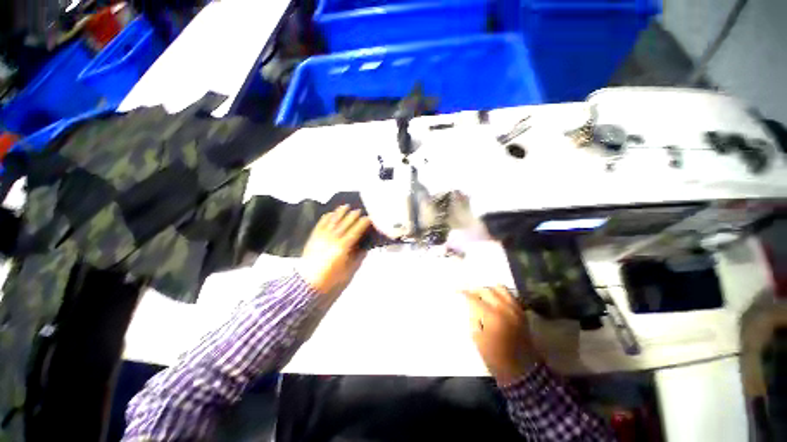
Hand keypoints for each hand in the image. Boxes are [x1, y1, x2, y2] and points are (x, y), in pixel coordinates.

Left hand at [299, 205, 370, 295]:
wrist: (307, 283)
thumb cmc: (330, 279)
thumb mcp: (348, 271)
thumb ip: (358, 258)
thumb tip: (365, 247)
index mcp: (343, 247)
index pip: (355, 231)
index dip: (363, 223)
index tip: (369, 218)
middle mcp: (333, 238)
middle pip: (345, 223)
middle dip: (353, 215)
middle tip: (359, 210)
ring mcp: (322, 236)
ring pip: (333, 220)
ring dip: (340, 212)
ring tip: (346, 206)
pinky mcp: (313, 237)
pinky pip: (321, 224)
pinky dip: (326, 217)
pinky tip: (331, 213)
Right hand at [463, 286, 539, 385]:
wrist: (521, 370)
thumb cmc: (496, 357)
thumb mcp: (478, 338)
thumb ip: (474, 318)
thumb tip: (472, 306)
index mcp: (491, 316)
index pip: (474, 298)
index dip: (464, 293)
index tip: (457, 290)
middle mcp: (504, 308)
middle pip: (487, 290)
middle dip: (476, 291)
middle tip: (470, 294)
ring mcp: (515, 309)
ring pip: (500, 289)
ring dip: (489, 290)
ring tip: (483, 296)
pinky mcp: (521, 313)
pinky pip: (511, 296)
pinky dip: (502, 294)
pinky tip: (496, 299)